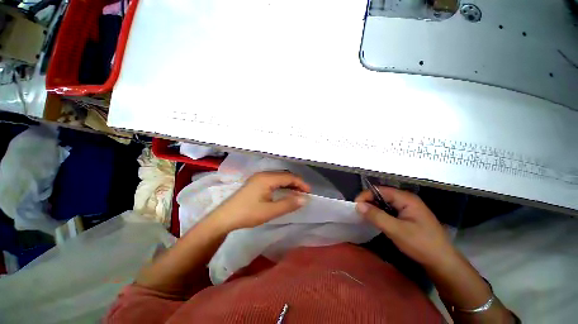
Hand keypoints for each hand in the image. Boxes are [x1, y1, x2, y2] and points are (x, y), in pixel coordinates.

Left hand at [210, 171, 310, 231]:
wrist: (224, 217)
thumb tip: (305, 199)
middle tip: (304, 193)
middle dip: (295, 183)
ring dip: (288, 184)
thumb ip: (288, 204)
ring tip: (296, 193)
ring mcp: (258, 178)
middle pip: (284, 175)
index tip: (309, 192)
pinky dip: (281, 185)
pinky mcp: (255, 182)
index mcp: (267, 178)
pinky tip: (283, 192)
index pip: (289, 177)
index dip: (300, 183)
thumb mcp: (270, 211)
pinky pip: (272, 180)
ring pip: (278, 177)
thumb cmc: (248, 213)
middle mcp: (263, 174)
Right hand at [355, 187, 455, 267]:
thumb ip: (376, 216)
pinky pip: (389, 210)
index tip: (355, 206)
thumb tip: (358, 205)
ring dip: (374, 208)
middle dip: (369, 202)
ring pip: (385, 203)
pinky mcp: (407, 216)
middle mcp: (406, 199)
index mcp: (406, 198)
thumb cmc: (421, 244)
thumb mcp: (396, 230)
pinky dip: (380, 214)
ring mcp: (408, 208)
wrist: (442, 262)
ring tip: (365, 217)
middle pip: (382, 195)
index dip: (366, 196)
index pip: (380, 190)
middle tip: (358, 213)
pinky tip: (376, 221)